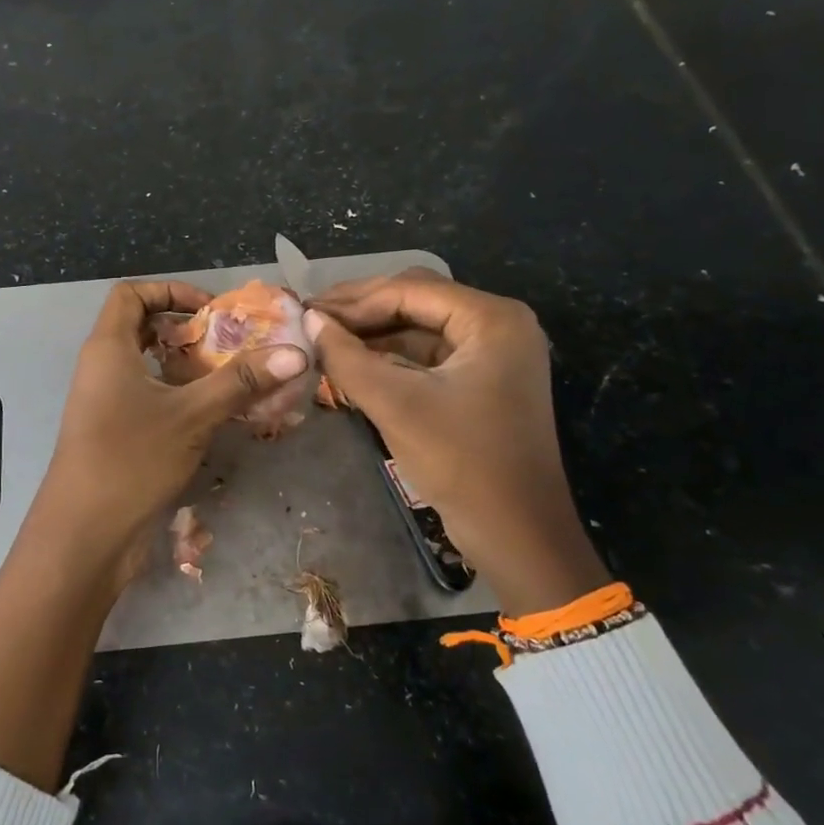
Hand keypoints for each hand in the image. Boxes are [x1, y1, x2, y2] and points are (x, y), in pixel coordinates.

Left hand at [24, 280, 309, 594]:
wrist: (85, 534)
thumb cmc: (131, 459)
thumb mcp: (192, 415)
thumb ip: (241, 382)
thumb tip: (296, 353)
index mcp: (108, 348)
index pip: (131, 294)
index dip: (170, 290)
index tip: (210, 310)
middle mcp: (102, 367)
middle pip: (141, 327)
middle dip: (186, 329)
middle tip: (228, 343)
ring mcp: (105, 402)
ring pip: (147, 366)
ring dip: (187, 366)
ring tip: (230, 377)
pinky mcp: (114, 432)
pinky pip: (148, 397)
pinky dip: (179, 395)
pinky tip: (213, 414)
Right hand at [308, 270, 607, 616]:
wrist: (517, 535)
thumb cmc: (461, 461)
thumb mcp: (396, 404)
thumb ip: (347, 357)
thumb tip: (309, 321)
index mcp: (491, 319)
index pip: (410, 289)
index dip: (353, 300)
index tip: (306, 311)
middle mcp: (498, 325)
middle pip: (416, 300)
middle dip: (362, 309)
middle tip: (311, 318)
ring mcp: (492, 354)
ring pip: (419, 327)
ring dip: (373, 333)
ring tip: (323, 338)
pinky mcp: (481, 381)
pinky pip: (427, 355)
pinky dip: (390, 356)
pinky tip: (352, 362)